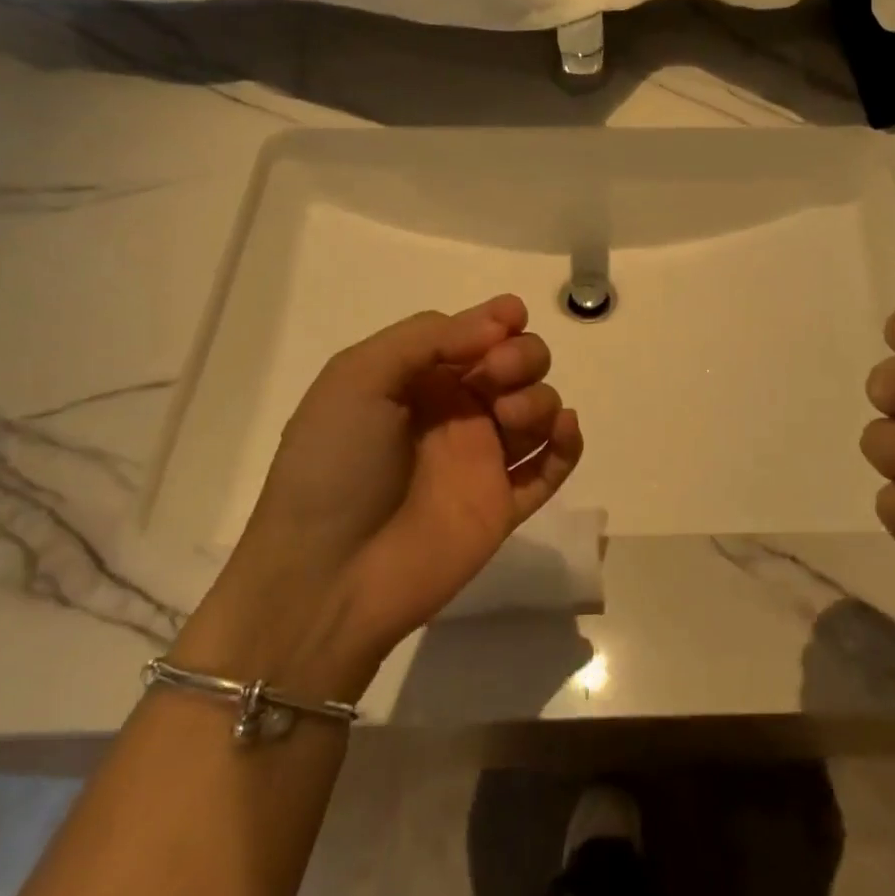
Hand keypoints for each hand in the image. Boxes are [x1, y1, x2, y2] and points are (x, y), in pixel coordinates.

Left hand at [176, 295, 582, 696]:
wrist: (327, 578)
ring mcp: (482, 460)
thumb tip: (500, 322)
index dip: (499, 320)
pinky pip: (552, 466)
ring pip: (539, 408)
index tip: (511, 318)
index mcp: (419, 380)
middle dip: (522, 355)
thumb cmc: (333, 466)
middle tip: (497, 375)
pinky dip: (568, 442)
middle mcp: (455, 413)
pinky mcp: (504, 505)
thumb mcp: (358, 379)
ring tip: (509, 416)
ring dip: (539, 397)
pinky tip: (563, 429)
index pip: (476, 335)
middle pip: (518, 365)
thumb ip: (426, 338)